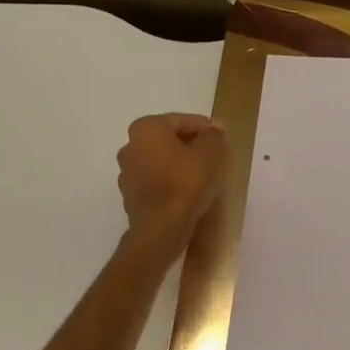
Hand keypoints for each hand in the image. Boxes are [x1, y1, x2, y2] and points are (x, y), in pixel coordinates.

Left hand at [117, 113, 227, 250]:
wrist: (161, 229)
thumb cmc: (186, 183)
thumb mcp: (211, 154)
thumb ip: (214, 136)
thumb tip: (214, 130)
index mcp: (146, 128)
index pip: (181, 120)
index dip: (205, 128)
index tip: (222, 138)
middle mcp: (130, 146)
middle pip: (168, 140)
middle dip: (191, 146)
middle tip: (215, 156)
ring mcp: (127, 173)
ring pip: (161, 161)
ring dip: (180, 164)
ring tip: (204, 176)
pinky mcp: (131, 196)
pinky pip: (156, 182)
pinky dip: (171, 182)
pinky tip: (188, 193)